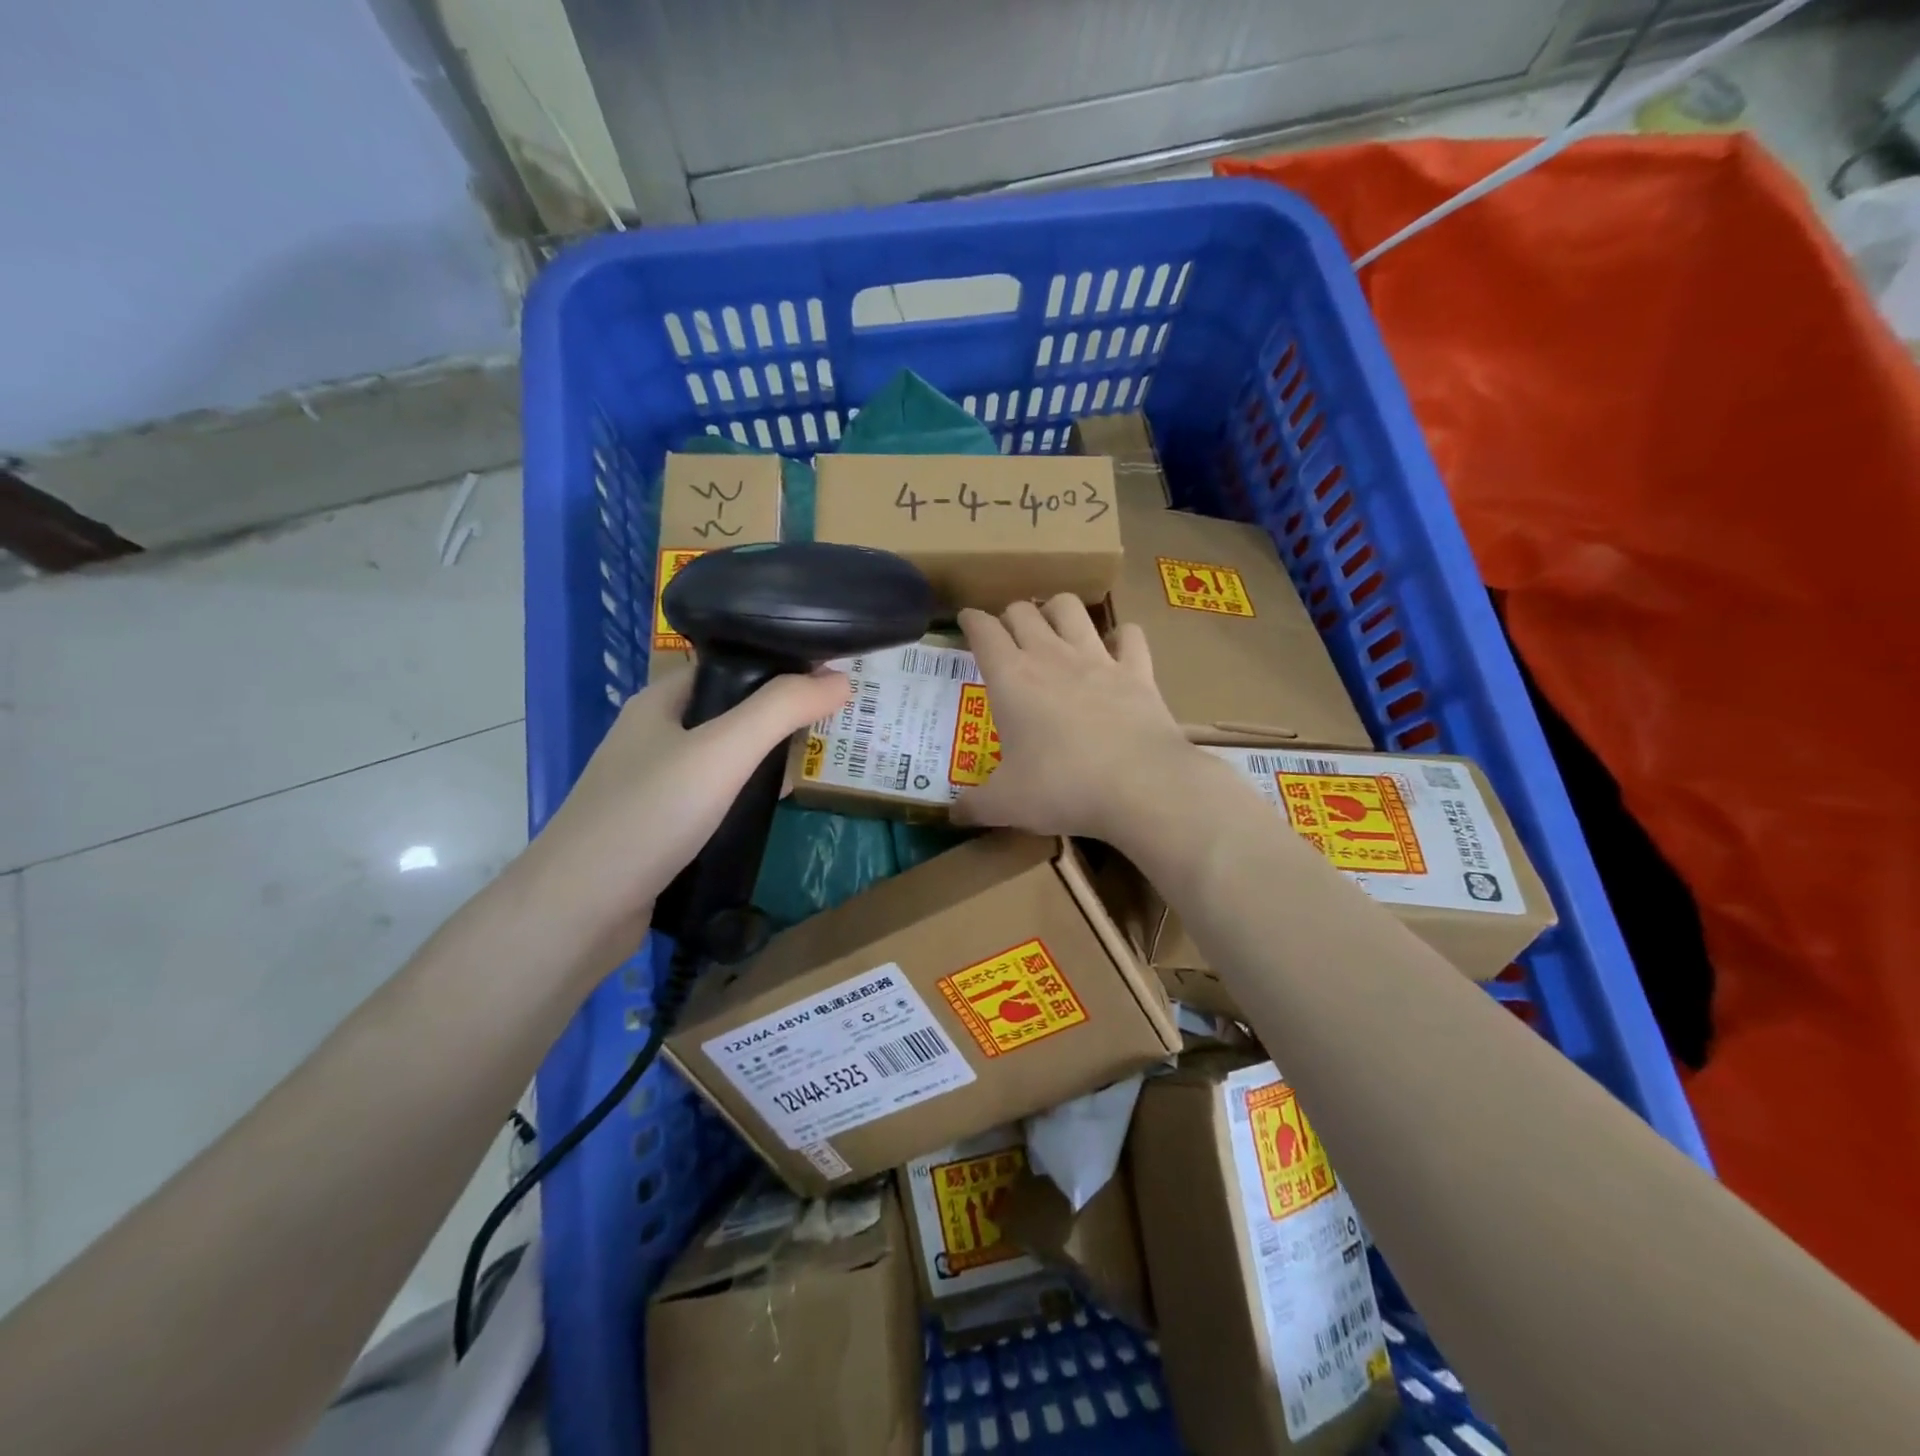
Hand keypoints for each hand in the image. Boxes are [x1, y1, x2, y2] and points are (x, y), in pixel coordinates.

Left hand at [525, 668, 850, 952]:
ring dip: (765, 760)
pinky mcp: (660, 826)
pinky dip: (745, 797)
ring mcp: (654, 784)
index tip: (830, 680)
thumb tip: (841, 679)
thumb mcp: (722, 752)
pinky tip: (771, 810)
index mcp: (660, 701)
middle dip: (779, 718)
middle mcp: (654, 735)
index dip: (778, 666)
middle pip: (730, 711)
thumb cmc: (648, 816)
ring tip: (813, 766)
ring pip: (723, 759)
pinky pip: (714, 797)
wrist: (577, 911)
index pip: (729, 665)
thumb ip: (781, 710)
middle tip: (832, 728)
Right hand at [954, 595, 1198, 839]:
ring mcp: (1097, 658)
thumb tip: (953, 815)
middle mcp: (1050, 656)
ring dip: (1056, 611)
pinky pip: (1130, 635)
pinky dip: (1121, 637)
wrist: (1139, 785)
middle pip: (1023, 610)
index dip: (970, 620)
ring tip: (1053, 628)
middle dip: (1009, 616)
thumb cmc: (1061, 788)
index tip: (966, 621)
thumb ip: (974, 806)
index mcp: (1011, 678)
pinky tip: (1115, 649)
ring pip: (1070, 608)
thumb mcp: (1005, 804)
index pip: (983, 630)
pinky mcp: (1137, 671)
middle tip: (1007, 637)